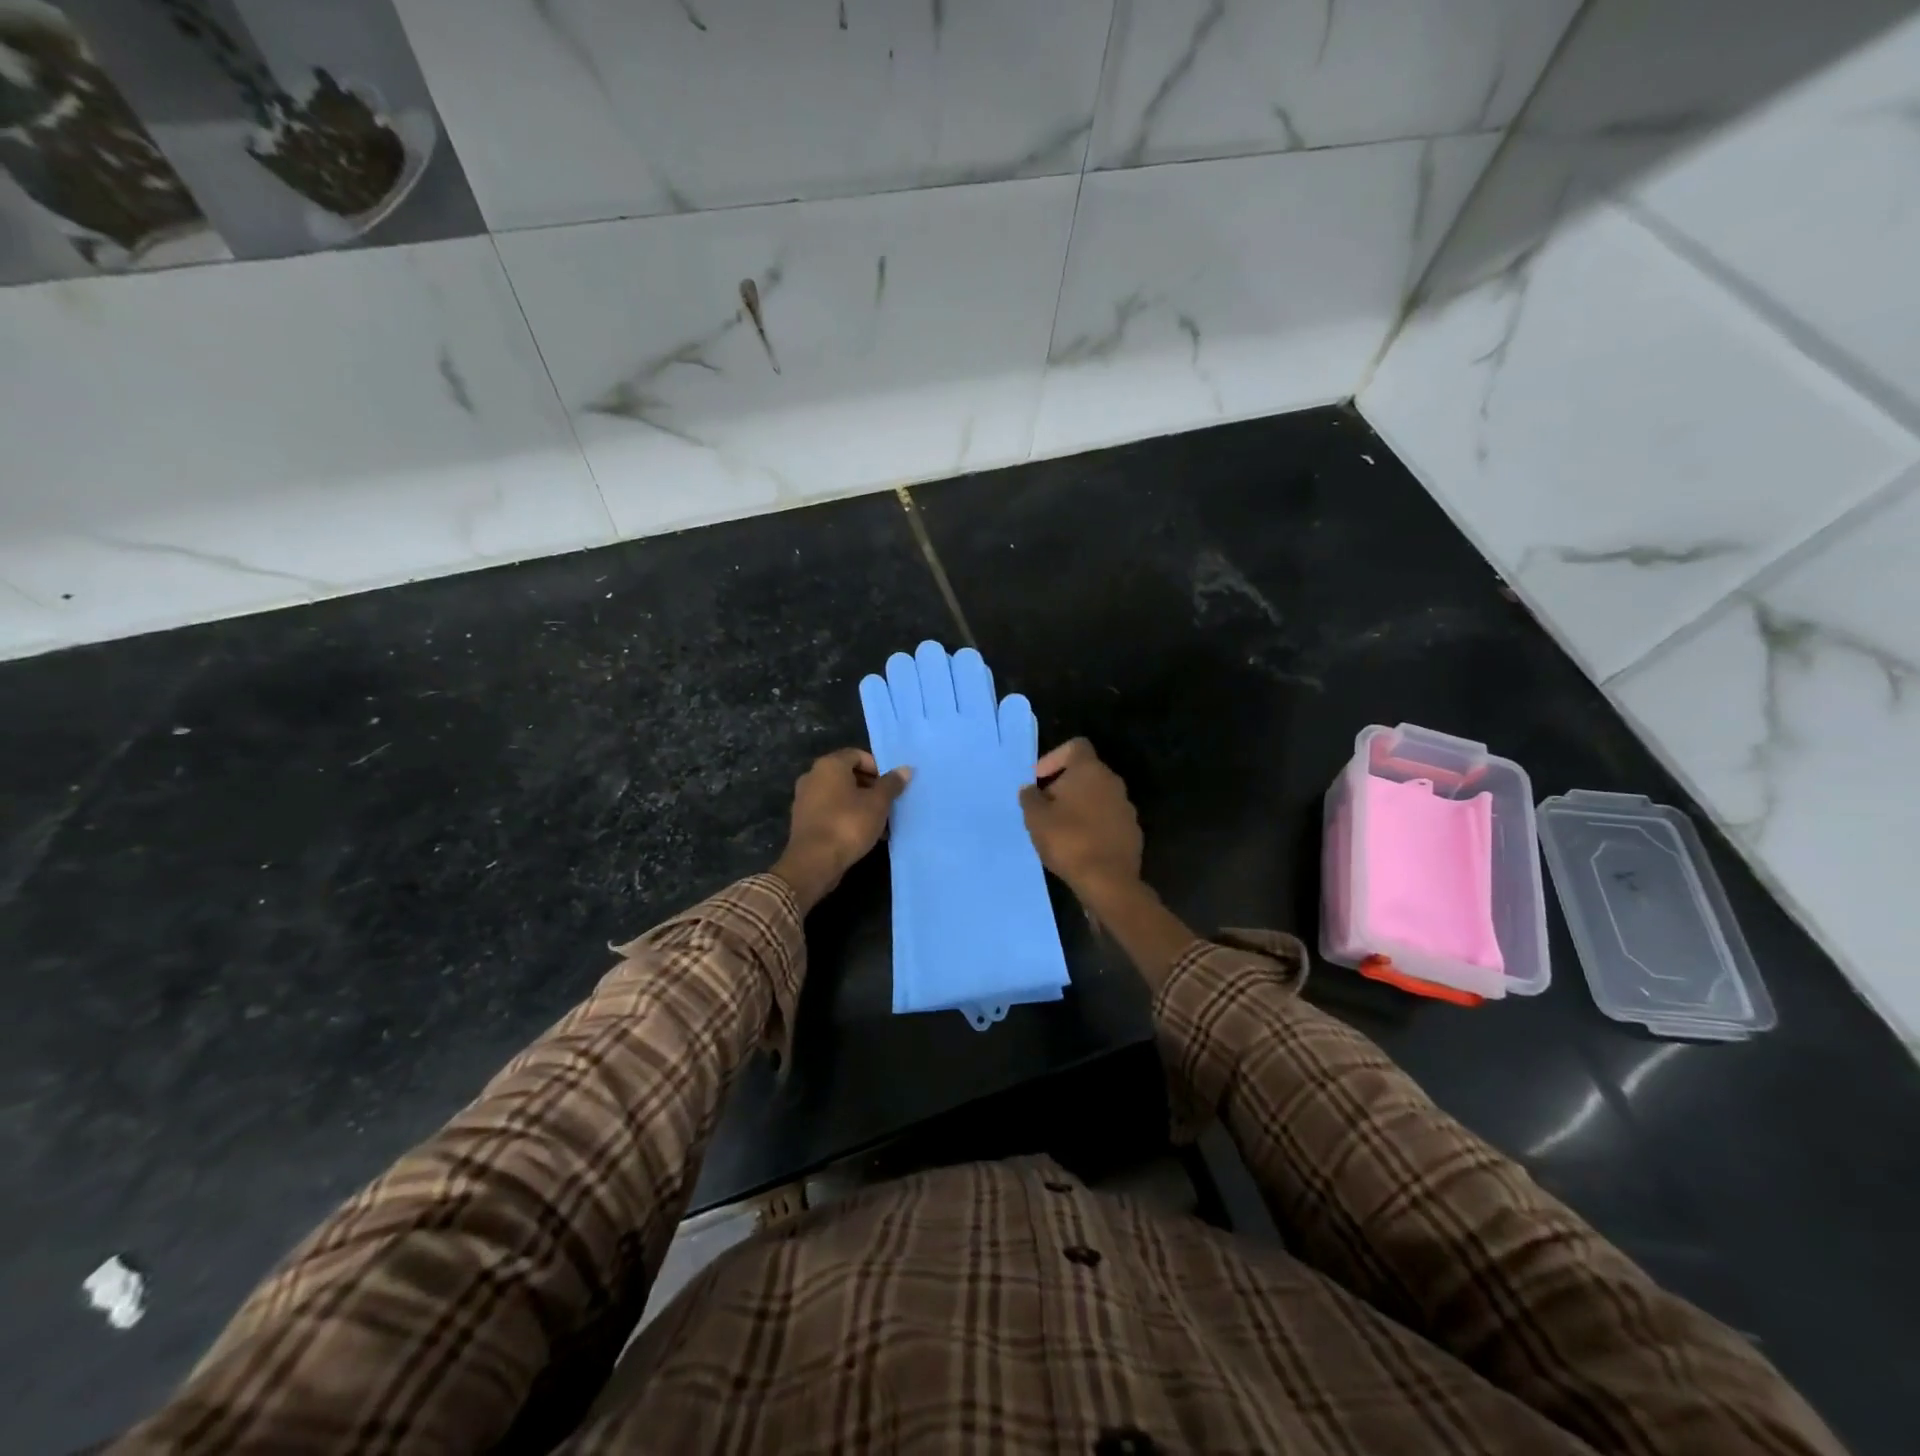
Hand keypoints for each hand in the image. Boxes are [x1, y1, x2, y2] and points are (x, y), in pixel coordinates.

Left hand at [772, 748, 911, 910]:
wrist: (813, 862)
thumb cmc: (848, 824)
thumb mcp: (878, 803)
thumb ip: (891, 784)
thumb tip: (905, 769)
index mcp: (829, 765)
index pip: (857, 755)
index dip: (877, 767)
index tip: (891, 785)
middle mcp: (813, 776)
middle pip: (848, 775)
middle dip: (871, 788)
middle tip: (889, 804)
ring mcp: (805, 799)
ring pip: (840, 795)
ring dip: (861, 805)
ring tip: (881, 823)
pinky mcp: (803, 820)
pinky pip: (830, 811)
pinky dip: (847, 817)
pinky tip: (863, 834)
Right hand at [1018, 738, 1142, 900]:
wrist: (1108, 881)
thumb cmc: (1068, 840)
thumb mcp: (1035, 818)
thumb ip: (1030, 798)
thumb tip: (1031, 790)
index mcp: (1090, 770)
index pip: (1075, 746)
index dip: (1054, 757)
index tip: (1040, 779)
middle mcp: (1113, 782)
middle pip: (1086, 773)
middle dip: (1063, 786)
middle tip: (1045, 808)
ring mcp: (1127, 807)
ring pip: (1098, 797)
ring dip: (1079, 806)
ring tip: (1060, 830)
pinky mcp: (1133, 832)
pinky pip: (1108, 819)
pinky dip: (1093, 825)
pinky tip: (1079, 846)